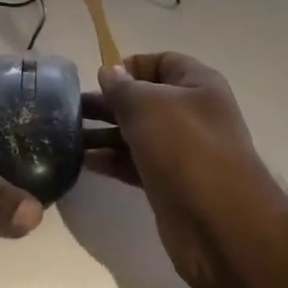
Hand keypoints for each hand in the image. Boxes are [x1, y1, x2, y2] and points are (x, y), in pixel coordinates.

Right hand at [82, 52, 287, 287]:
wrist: (220, 224)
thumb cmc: (186, 149)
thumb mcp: (148, 106)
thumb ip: (123, 87)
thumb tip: (110, 72)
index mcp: (197, 84)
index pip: (161, 62)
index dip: (130, 66)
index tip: (99, 79)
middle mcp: (191, 113)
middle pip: (144, 99)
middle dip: (109, 101)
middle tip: (70, 109)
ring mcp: (181, 151)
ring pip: (136, 133)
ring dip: (104, 133)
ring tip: (67, 136)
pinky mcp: (169, 183)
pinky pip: (135, 163)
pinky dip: (112, 160)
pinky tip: (84, 161)